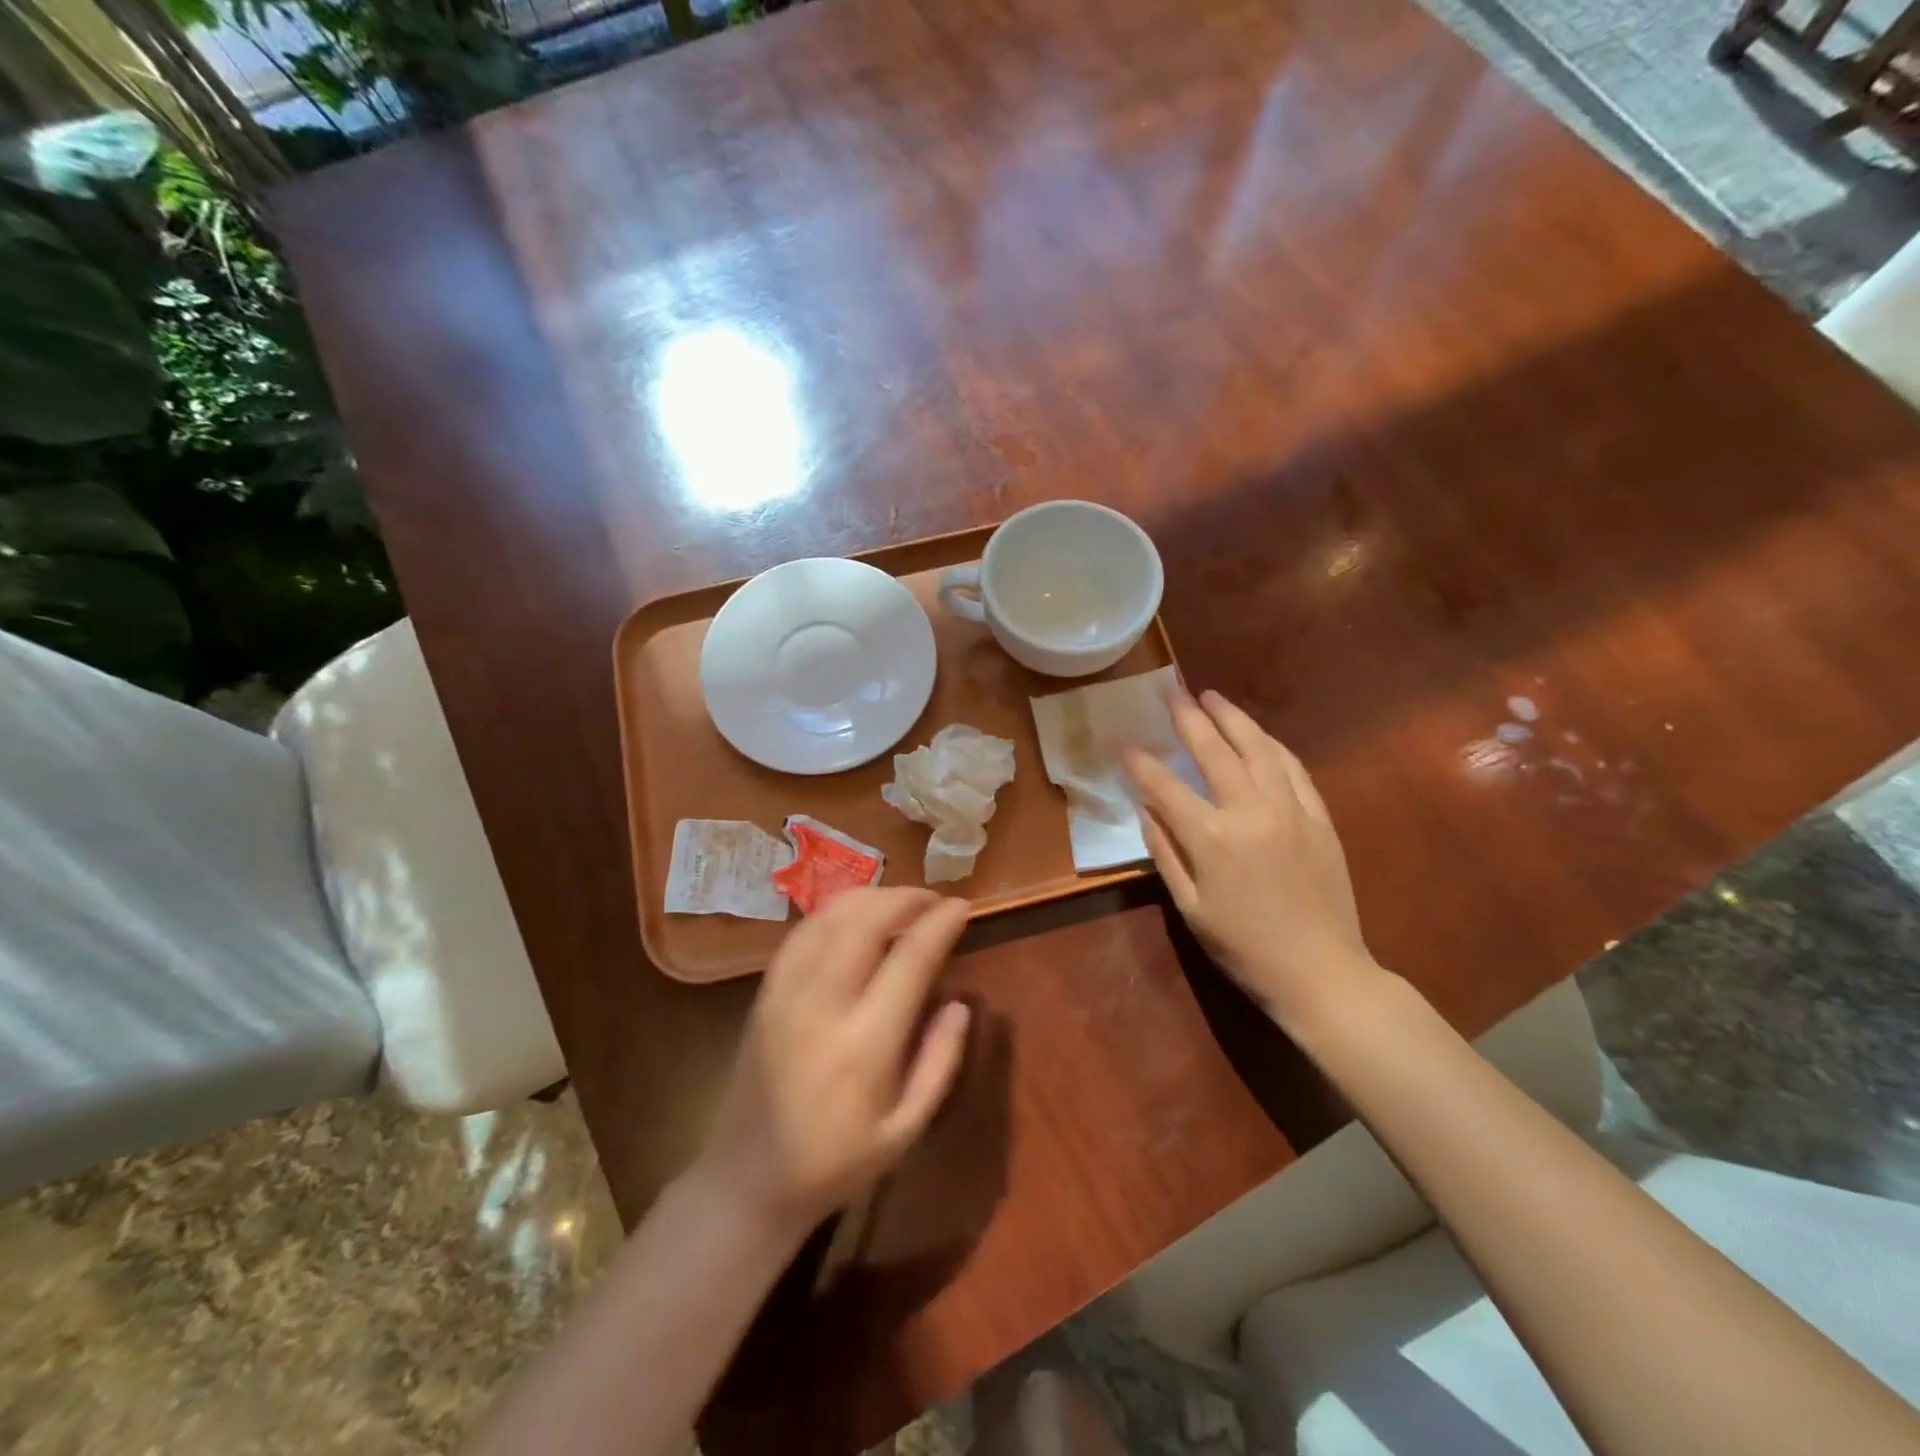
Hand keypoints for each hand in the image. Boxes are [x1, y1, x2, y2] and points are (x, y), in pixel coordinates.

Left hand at [697, 888, 972, 1234]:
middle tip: (933, 899)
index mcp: (865, 1044)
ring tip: (900, 902)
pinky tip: (855, 916)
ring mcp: (786, 993)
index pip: (909, 959)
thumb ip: (940, 1062)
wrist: (748, 1180)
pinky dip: (834, 912)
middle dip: (905, 898)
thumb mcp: (906, 1130)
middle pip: (866, 921)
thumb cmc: (836, 1162)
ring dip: (871, 897)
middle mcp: (822, 1005)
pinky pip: (802, 933)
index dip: (939, 924)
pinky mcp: (765, 992)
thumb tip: (960, 1004)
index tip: (962, 906)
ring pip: (831, 917)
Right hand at [1125, 689, 1379, 1027]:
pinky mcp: (1319, 816)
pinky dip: (1271, 745)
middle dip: (1187, 717)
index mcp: (1212, 838)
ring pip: (1259, 748)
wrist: (1322, 972)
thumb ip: (1165, 851)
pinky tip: (1258, 734)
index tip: (1123, 740)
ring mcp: (1291, 809)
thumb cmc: (1244, 947)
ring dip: (1233, 718)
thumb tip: (1145, 808)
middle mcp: (1251, 811)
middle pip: (1214, 751)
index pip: (1166, 786)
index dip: (1141, 762)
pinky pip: (1293, 768)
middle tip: (1171, 691)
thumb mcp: (1190, 907)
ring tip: (1211, 696)